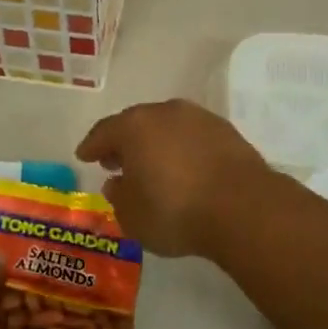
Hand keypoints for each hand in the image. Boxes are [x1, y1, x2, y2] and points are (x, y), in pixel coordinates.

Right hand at [76, 99, 272, 256]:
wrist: (243, 207)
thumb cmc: (176, 211)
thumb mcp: (133, 216)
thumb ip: (119, 197)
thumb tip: (116, 183)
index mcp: (135, 126)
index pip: (104, 132)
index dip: (92, 146)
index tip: (84, 156)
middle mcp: (166, 112)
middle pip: (136, 124)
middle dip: (124, 143)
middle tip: (116, 161)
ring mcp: (199, 118)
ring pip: (167, 127)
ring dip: (155, 144)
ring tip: (151, 166)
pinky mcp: (226, 131)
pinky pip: (192, 137)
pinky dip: (182, 149)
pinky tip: (183, 168)